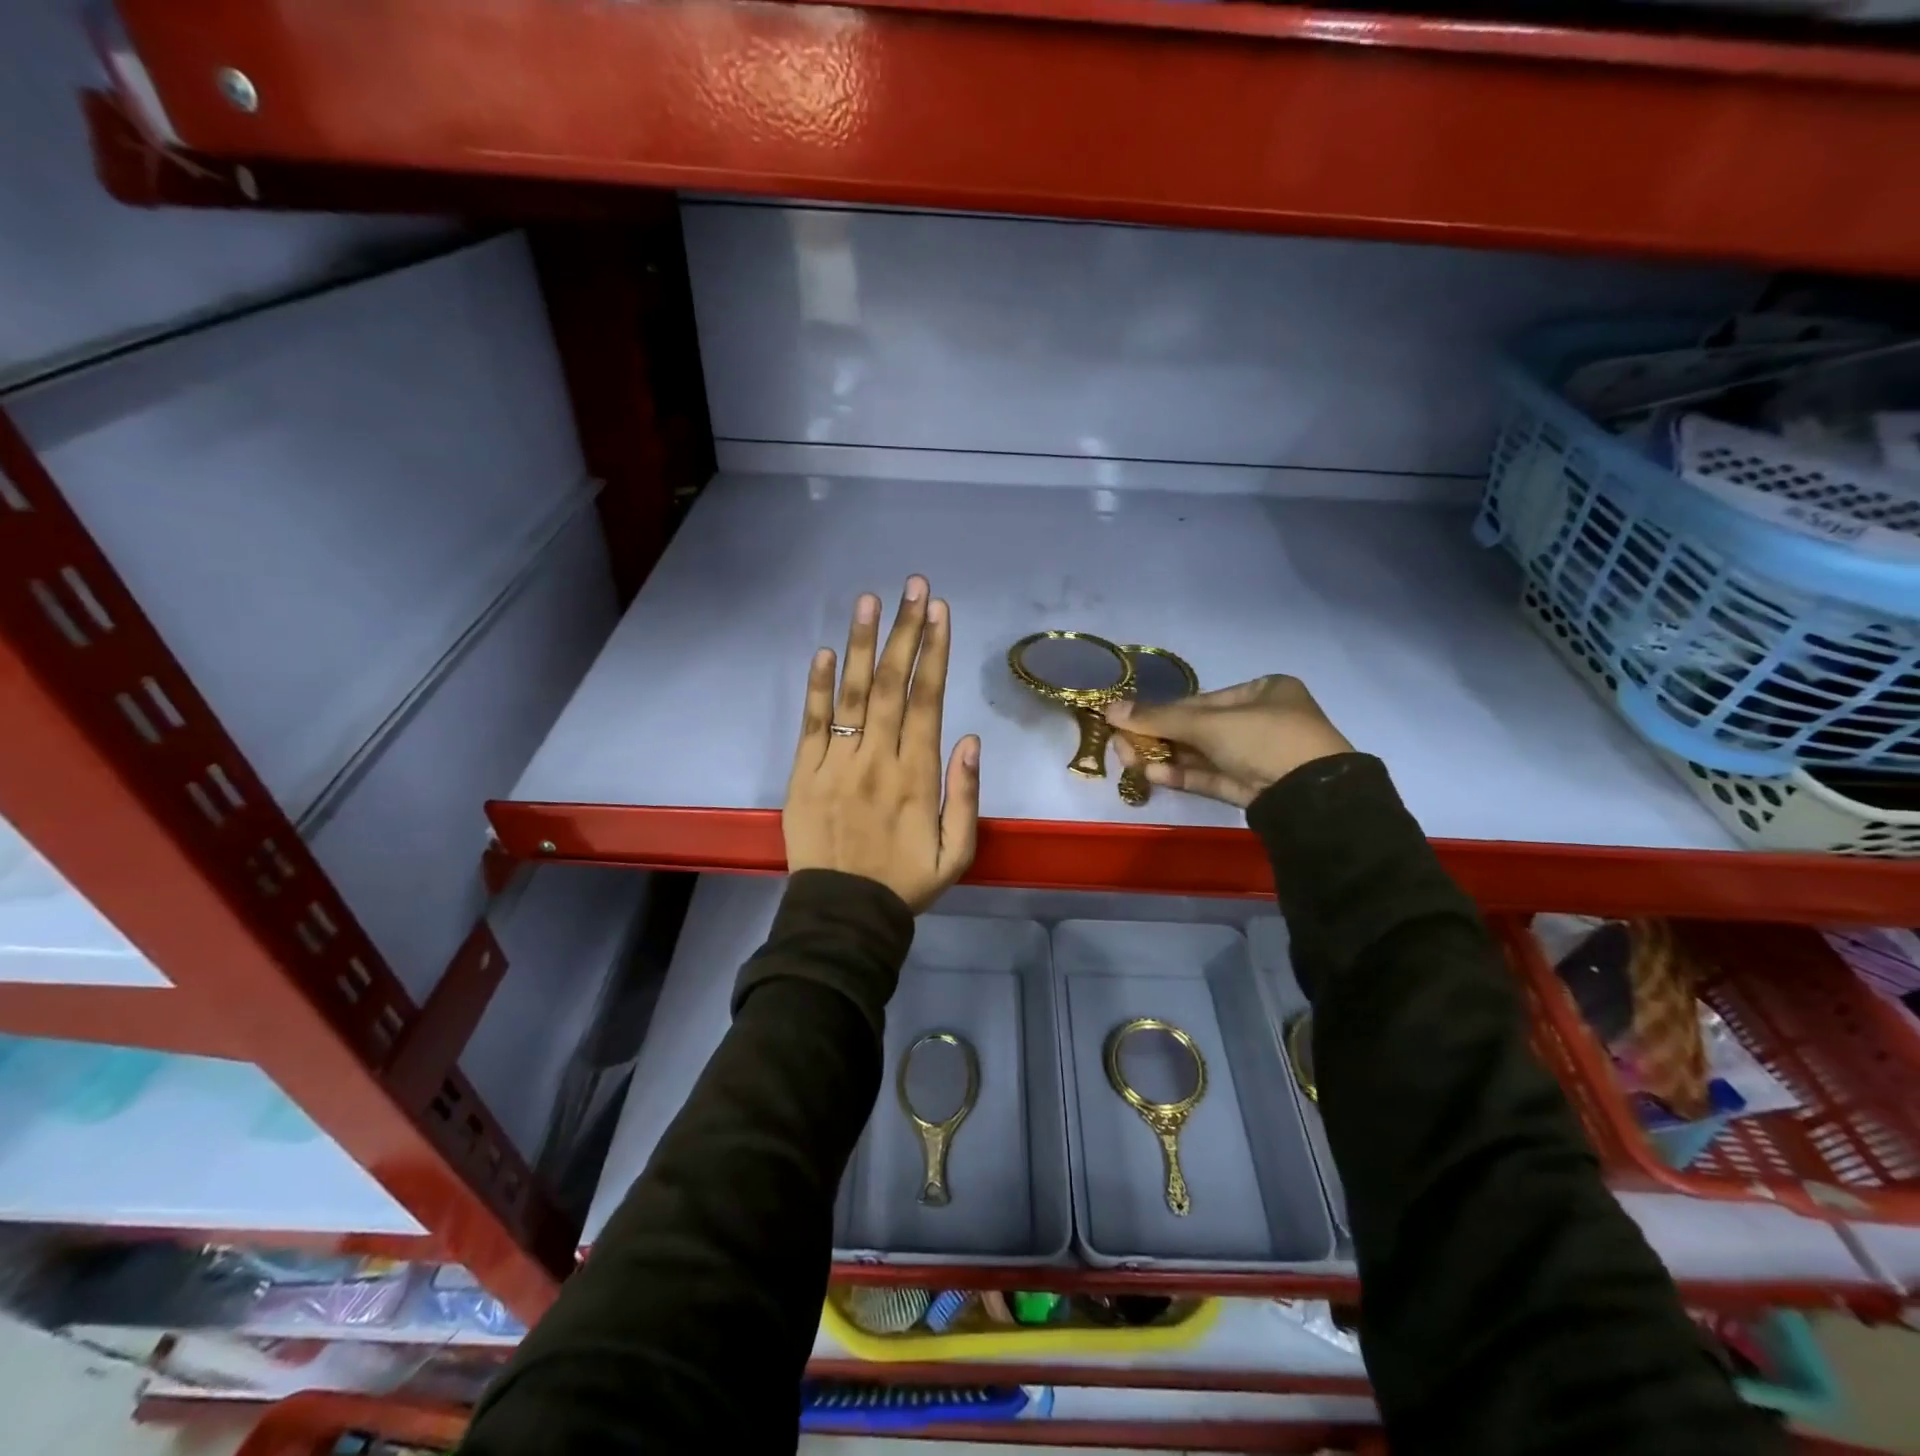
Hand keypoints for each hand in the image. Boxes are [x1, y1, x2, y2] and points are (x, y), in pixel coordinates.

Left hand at [785, 576, 980, 910]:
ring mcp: (836, 764)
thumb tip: (970, 738)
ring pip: (852, 695)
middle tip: (913, 587)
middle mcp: (878, 759)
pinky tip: (823, 652)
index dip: (934, 653)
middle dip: (905, 632)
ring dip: (861, 645)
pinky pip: (811, 724)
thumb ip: (965, 795)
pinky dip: (816, 688)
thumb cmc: (906, 882)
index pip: (927, 701)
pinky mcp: (803, 774)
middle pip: (892, 685)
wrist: (844, 914)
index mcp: (917, 775)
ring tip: (869, 601)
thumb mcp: (957, 852)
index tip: (939, 612)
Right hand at [1104, 675, 1352, 808]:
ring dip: (1165, 759)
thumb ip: (1158, 718)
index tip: (1126, 721)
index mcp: (1263, 691)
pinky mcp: (1253, 788)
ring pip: (1202, 755)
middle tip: (1122, 747)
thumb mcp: (1209, 724)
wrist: (1313, 797)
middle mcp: (1262, 720)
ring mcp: (1258, 757)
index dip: (1160, 712)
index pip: (1200, 701)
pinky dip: (1183, 775)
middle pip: (1197, 729)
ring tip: (1131, 763)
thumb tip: (1109, 709)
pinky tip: (1153, 775)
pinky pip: (1211, 776)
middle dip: (1158, 738)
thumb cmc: (1265, 739)